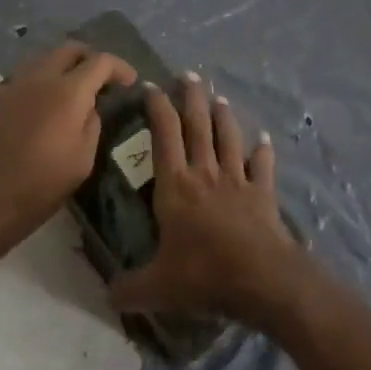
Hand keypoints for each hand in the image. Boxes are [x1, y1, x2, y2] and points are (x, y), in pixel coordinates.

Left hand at [0, 40, 136, 263]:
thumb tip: (90, 106)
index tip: (130, 82)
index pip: (100, 61)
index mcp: (67, 91)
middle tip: (102, 79)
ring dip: (65, 66)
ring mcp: (14, 84)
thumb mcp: (82, 161)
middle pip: (71, 48)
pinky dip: (43, 80)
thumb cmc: (38, 187)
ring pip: (45, 57)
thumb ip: (92, 124)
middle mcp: (40, 77)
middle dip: (91, 57)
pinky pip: (26, 76)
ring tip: (74, 89)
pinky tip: (45, 105)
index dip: (120, 67)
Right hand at [109, 73, 309, 330]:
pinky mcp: (262, 193)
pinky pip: (262, 166)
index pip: (164, 135)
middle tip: (189, 74)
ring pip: (228, 137)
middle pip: (198, 125)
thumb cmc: (203, 275)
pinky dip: (263, 151)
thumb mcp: (157, 288)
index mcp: (175, 186)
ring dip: (224, 115)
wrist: (261, 279)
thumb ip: (130, 288)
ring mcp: (236, 180)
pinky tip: (265, 139)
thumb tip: (105, 295)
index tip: (151, 85)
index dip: (157, 107)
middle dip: (192, 97)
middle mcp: (205, 173)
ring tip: (220, 97)